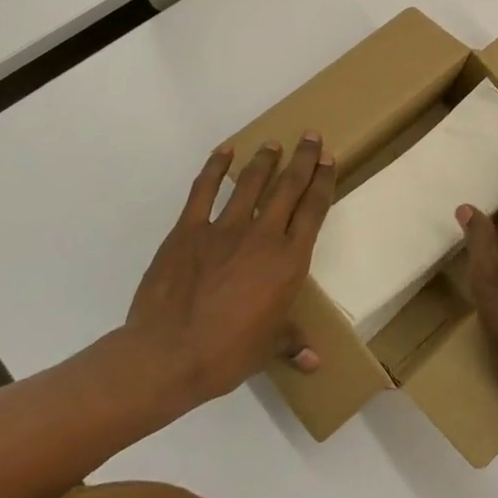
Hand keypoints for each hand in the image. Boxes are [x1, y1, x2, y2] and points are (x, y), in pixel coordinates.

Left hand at [120, 135, 336, 414]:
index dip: (323, 182)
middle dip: (303, 159)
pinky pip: (204, 191)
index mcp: (288, 262)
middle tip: (311, 136)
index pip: (313, 211)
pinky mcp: (189, 229)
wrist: (169, 354)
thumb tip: (314, 361)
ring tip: (273, 143)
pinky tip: (224, 152)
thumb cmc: (227, 354)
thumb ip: (291, 343)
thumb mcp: (266, 350)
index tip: (328, 160)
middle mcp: (263, 236)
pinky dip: (215, 168)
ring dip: (265, 159)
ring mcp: (225, 228)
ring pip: (251, 183)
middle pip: (289, 187)